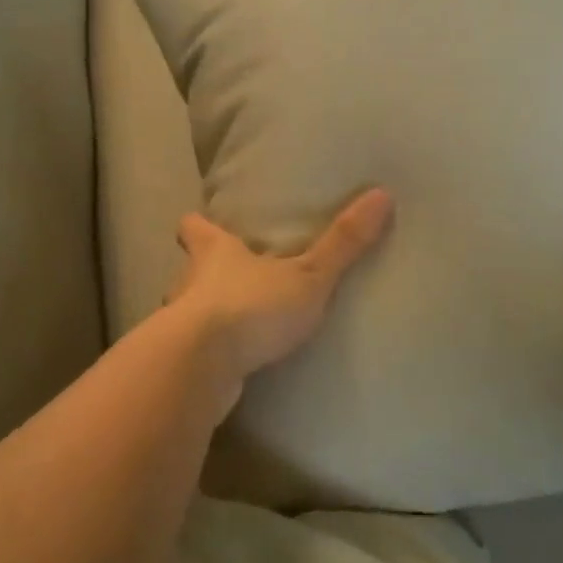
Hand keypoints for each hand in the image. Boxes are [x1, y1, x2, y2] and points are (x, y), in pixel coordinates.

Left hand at [168, 188, 394, 380]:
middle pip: (189, 269)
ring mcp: (179, 325)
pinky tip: (232, 366)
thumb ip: (342, 242)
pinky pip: (196, 353)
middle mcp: (188, 282)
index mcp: (213, 252)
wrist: (200, 369)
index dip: (199, 224)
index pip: (193, 226)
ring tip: (237, 326)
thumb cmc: (249, 306)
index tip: (204, 222)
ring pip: (189, 312)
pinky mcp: (182, 363)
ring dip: (207, 317)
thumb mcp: (307, 275)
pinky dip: (210, 355)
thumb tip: (382, 194)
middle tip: (232, 279)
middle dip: (206, 274)